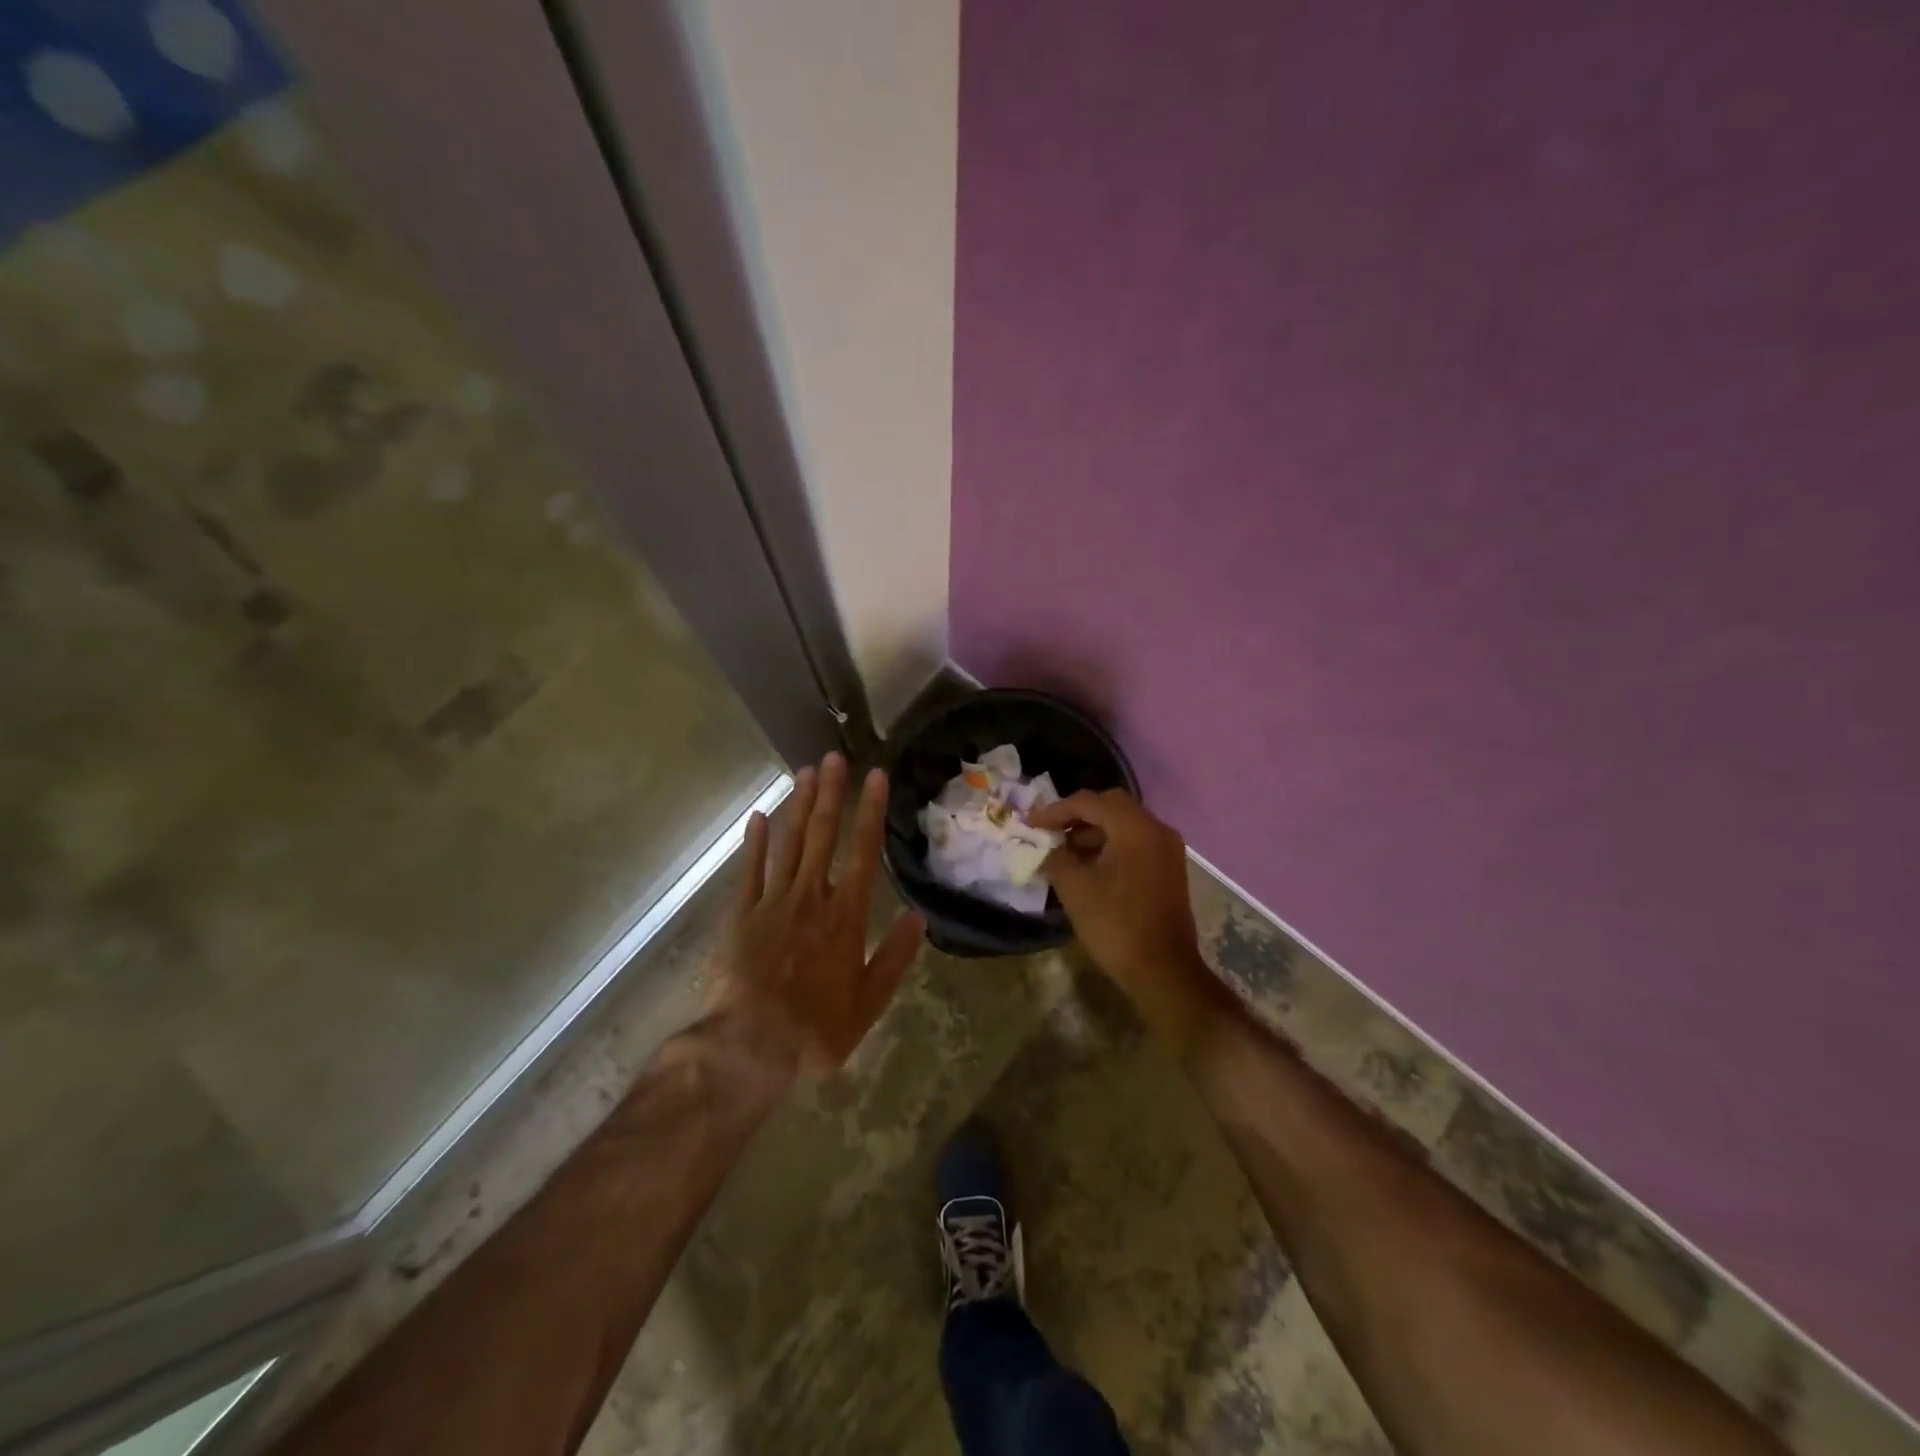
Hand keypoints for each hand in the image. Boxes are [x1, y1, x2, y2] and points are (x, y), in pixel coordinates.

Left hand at [709, 753, 925, 1079]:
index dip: (870, 811)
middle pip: (822, 835)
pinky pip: (750, 870)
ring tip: (805, 772)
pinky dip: (755, 842)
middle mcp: (811, 897)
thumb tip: (920, 916)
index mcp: (846, 915)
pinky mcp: (741, 915)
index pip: (864, 851)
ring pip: (787, 843)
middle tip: (835, 756)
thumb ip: (894, 956)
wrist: (749, 1046)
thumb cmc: (816, 1028)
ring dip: (798, 806)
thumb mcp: (868, 1002)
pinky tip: (759, 816)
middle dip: (831, 793)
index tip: (875, 776)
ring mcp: (772, 902)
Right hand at [1029, 789, 1230, 1059]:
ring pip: (1124, 824)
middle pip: (1110, 806)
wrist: (1163, 971)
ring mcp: (1167, 848)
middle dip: (1076, 815)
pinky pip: (1135, 842)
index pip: (1089, 802)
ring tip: (1064, 851)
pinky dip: (1110, 845)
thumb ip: (1057, 857)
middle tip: (1049, 831)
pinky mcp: (1168, 867)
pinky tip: (1088, 865)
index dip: (1055, 811)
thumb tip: (1051, 848)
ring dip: (1093, 831)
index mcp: (1135, 828)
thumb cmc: (1116, 926)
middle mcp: (1157, 829)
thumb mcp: (1075, 888)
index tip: (1029, 824)